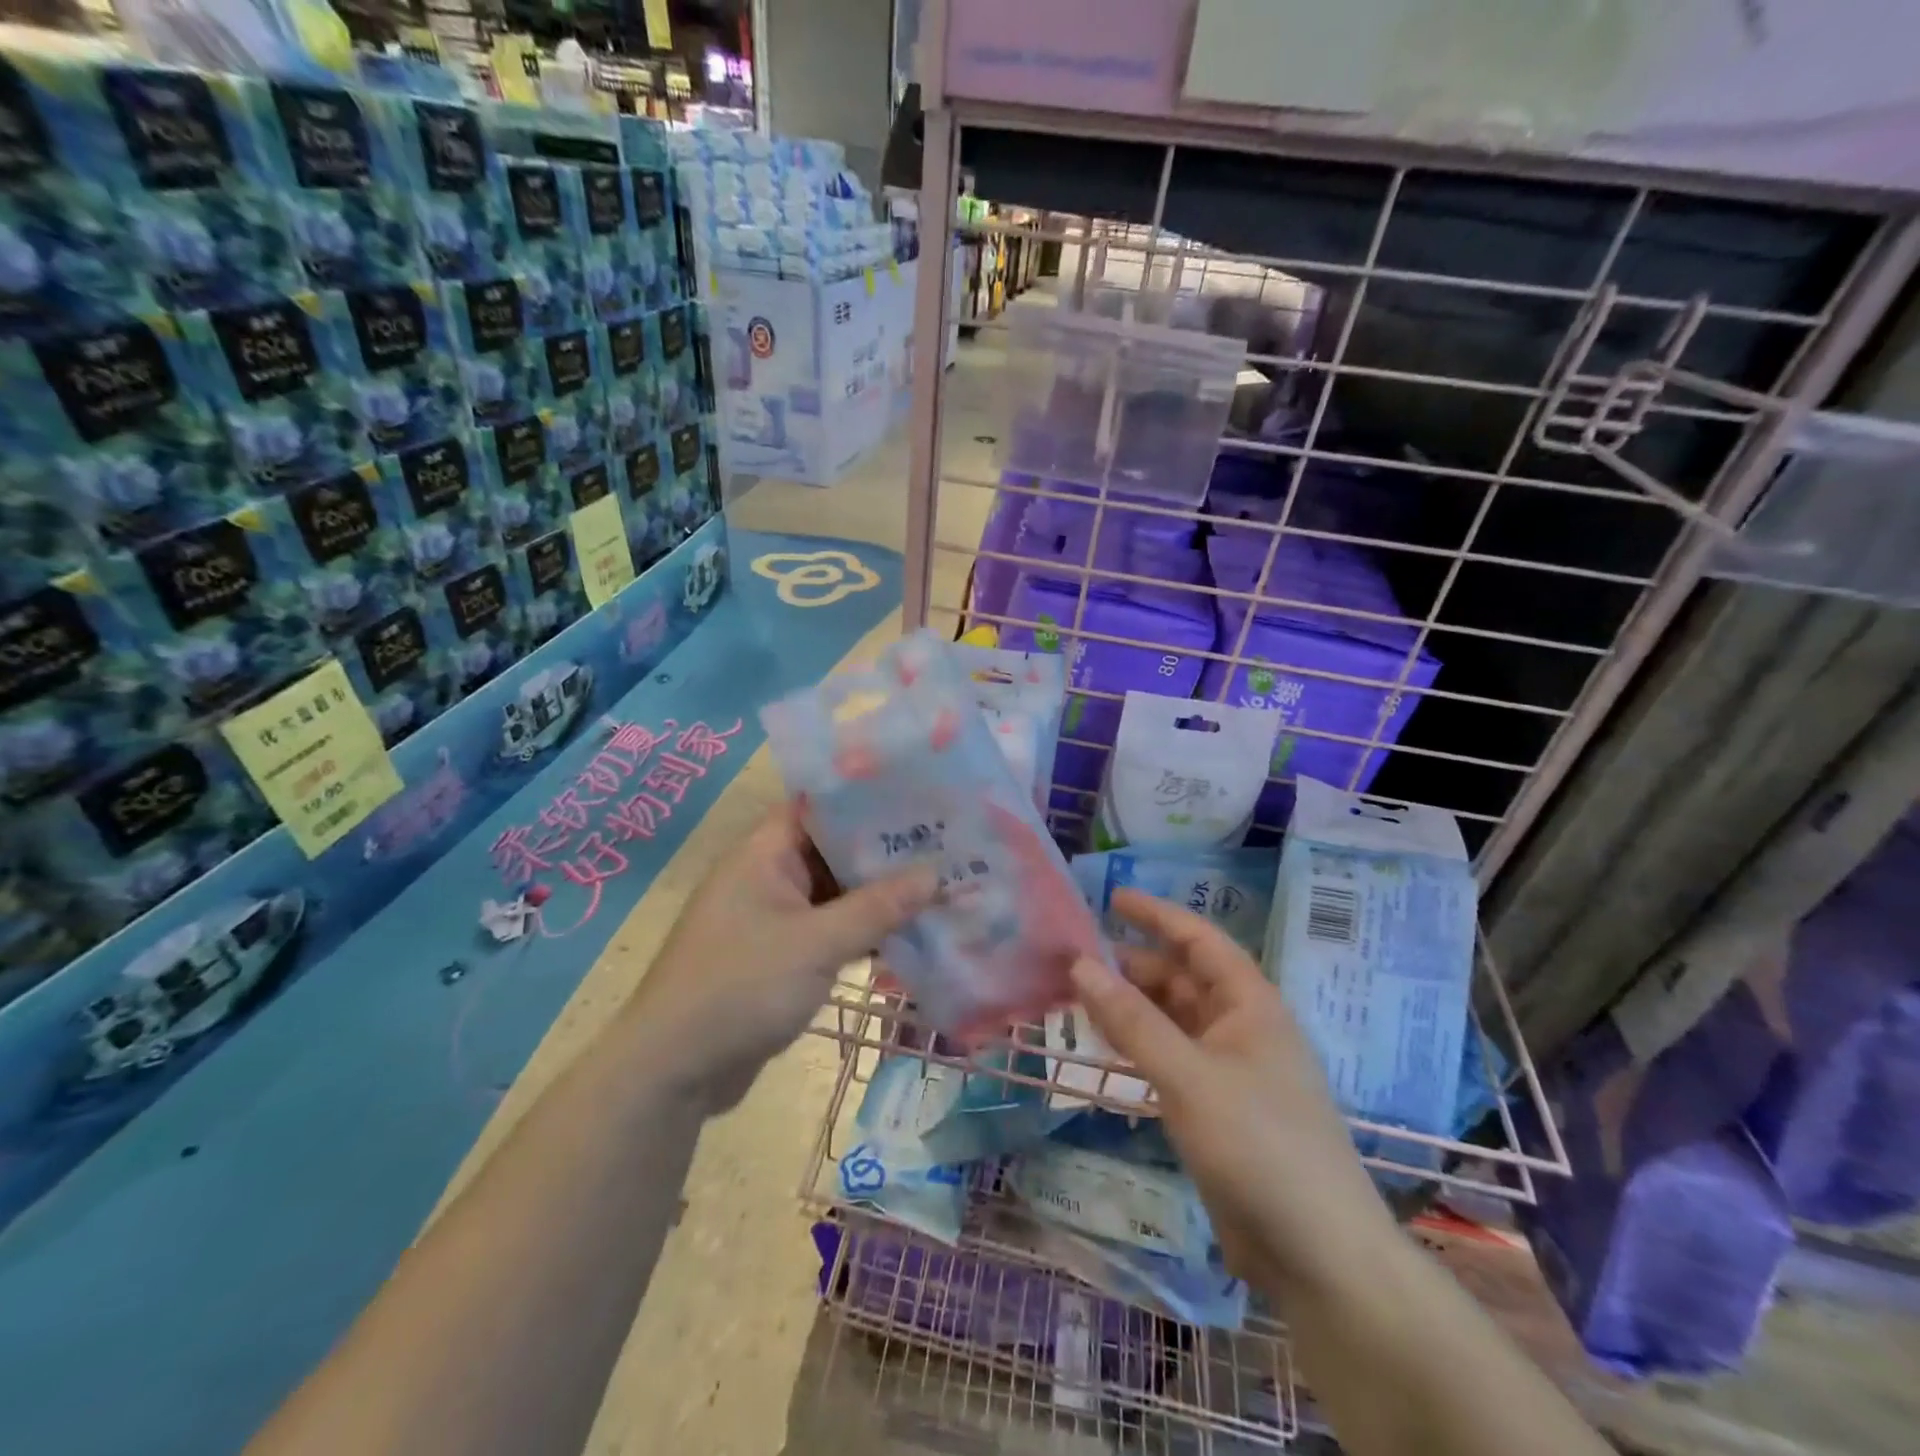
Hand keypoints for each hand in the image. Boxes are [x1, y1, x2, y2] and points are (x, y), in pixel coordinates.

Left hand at [629, 803, 938, 1110]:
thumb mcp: (816, 943)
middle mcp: (767, 876)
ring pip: (835, 894)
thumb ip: (877, 908)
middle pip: (833, 850)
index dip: (868, 799)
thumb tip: (935, 874)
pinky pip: (829, 930)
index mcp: (763, 853)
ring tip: (940, 884)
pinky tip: (908, 934)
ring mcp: (773, 918)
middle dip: (884, 851)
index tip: (921, 798)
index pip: (820, 806)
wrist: (674, 1071)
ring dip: (878, 896)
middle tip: (946, 844)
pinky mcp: (780, 956)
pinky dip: (862, 931)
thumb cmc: (741, 987)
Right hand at [1068, 890, 1396, 1293]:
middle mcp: (1240, 1028)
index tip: (1111, 898)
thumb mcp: (1189, 1076)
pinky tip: (1103, 1045)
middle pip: (1181, 979)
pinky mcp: (1215, 1110)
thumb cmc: (1260, 1146)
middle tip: (1075, 956)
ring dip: (1130, 1007)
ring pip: (1171, 1021)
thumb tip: (1080, 964)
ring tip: (1077, 995)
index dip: (1157, 915)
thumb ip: (1133, 1021)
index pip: (1200, 940)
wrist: (1319, 1257)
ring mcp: (1228, 1071)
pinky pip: (1168, 1060)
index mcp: (1250, 1005)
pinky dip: (1137, 1047)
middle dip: (1132, 964)